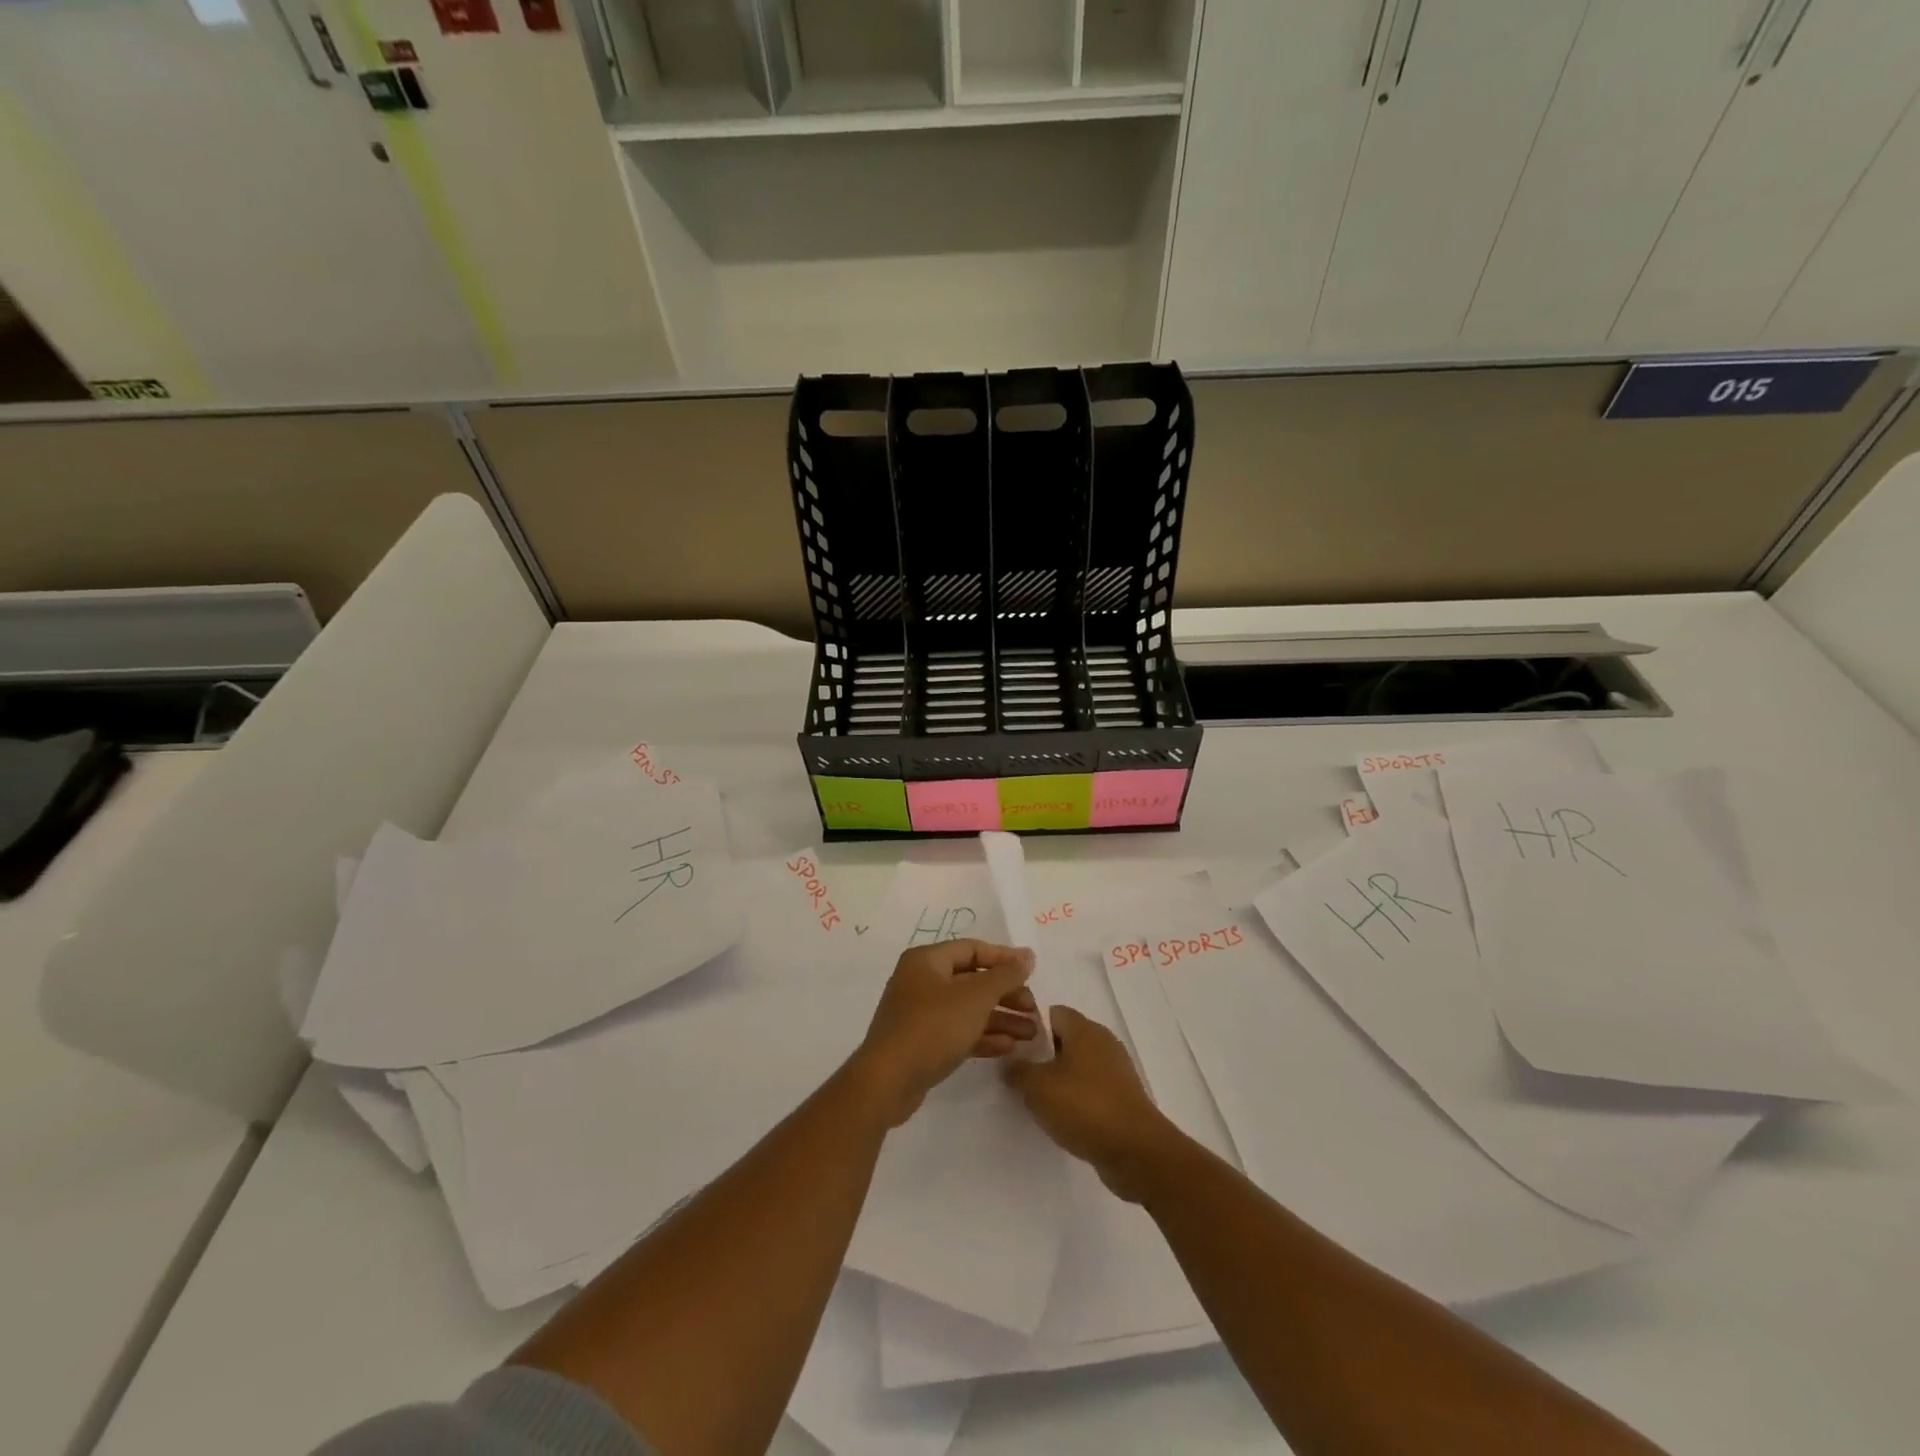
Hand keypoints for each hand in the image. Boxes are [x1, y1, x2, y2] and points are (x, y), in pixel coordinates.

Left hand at [851, 940, 1037, 1126]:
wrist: (888, 1081)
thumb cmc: (932, 1027)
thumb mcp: (975, 998)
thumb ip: (1004, 975)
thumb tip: (1027, 956)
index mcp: (927, 961)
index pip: (972, 949)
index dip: (1004, 958)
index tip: (1032, 972)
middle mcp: (922, 981)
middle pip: (972, 980)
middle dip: (1006, 994)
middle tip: (1033, 1009)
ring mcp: (921, 1013)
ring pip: (968, 1009)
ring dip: (1000, 1018)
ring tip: (1032, 1033)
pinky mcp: (923, 1042)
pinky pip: (959, 1031)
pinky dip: (983, 1036)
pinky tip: (1009, 1047)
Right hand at [1006, 1005, 1176, 1201]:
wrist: (1136, 1151)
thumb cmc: (1084, 1107)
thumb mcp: (1038, 1088)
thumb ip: (1018, 1071)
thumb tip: (1010, 1063)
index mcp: (1084, 1029)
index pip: (1053, 1013)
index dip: (1032, 1027)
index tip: (1016, 1049)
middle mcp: (1103, 1042)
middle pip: (1067, 1038)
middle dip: (1045, 1055)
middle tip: (1024, 1076)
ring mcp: (1117, 1069)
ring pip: (1080, 1064)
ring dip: (1061, 1078)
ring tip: (1042, 1100)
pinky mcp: (1124, 1096)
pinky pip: (1094, 1087)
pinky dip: (1079, 1097)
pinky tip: (1066, 1117)